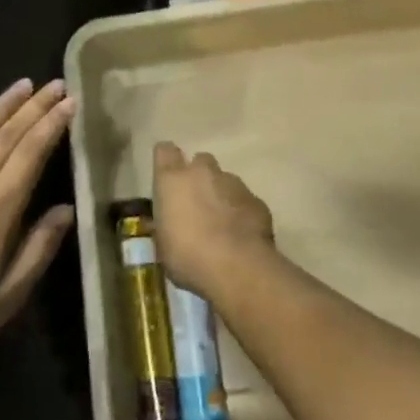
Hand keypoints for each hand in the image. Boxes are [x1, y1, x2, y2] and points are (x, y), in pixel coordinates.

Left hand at [0, 80, 77, 385]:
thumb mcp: (4, 301)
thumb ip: (37, 251)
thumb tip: (66, 209)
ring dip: (0, 107)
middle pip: (5, 137)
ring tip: (22, 85)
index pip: (29, 156)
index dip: (51, 126)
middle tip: (54, 83)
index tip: (69, 102)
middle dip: (33, 107)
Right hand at [152, 142, 274, 298]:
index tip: (166, 177)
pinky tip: (241, 234)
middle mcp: (202, 172)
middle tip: (196, 202)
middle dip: (198, 176)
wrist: (237, 268)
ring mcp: (233, 183)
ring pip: (225, 180)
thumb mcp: (163, 245)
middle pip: (200, 161)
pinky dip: (241, 211)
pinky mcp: (256, 200)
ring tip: (220, 222)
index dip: (166, 161)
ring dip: (221, 194)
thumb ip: (164, 225)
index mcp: (172, 179)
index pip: (165, 151)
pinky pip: (245, 200)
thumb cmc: (187, 257)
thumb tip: (164, 224)